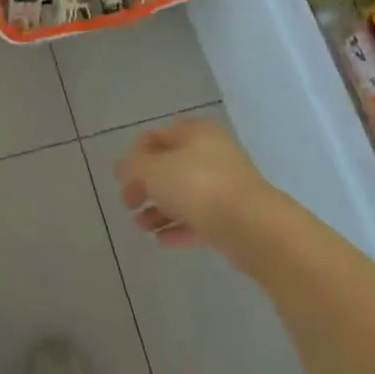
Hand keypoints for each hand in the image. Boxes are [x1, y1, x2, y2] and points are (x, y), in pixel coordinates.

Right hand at [115, 116, 268, 250]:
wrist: (252, 227)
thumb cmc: (197, 186)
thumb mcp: (153, 170)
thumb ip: (133, 166)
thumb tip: (122, 166)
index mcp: (197, 133)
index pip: (160, 135)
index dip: (137, 152)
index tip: (121, 175)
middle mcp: (213, 155)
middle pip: (171, 167)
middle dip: (146, 185)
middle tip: (128, 203)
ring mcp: (225, 186)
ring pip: (185, 195)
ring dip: (159, 210)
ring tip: (141, 227)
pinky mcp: (233, 216)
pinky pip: (199, 219)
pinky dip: (179, 227)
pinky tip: (161, 240)